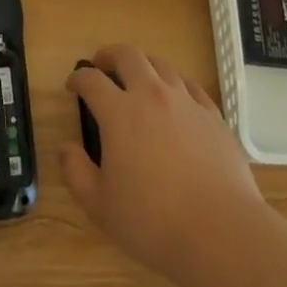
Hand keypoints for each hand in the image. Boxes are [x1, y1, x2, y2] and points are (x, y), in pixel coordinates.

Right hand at [60, 43, 265, 280]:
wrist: (220, 231)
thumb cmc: (153, 221)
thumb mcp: (100, 206)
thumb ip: (76, 173)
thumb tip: (65, 147)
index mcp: (119, 113)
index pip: (92, 81)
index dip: (78, 78)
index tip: (72, 85)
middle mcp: (151, 95)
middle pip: (128, 55)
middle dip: (110, 54)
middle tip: (102, 64)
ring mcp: (186, 102)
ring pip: (161, 65)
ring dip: (144, 65)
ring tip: (138, 78)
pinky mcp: (213, 115)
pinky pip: (191, 86)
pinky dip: (176, 85)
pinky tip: (176, 99)